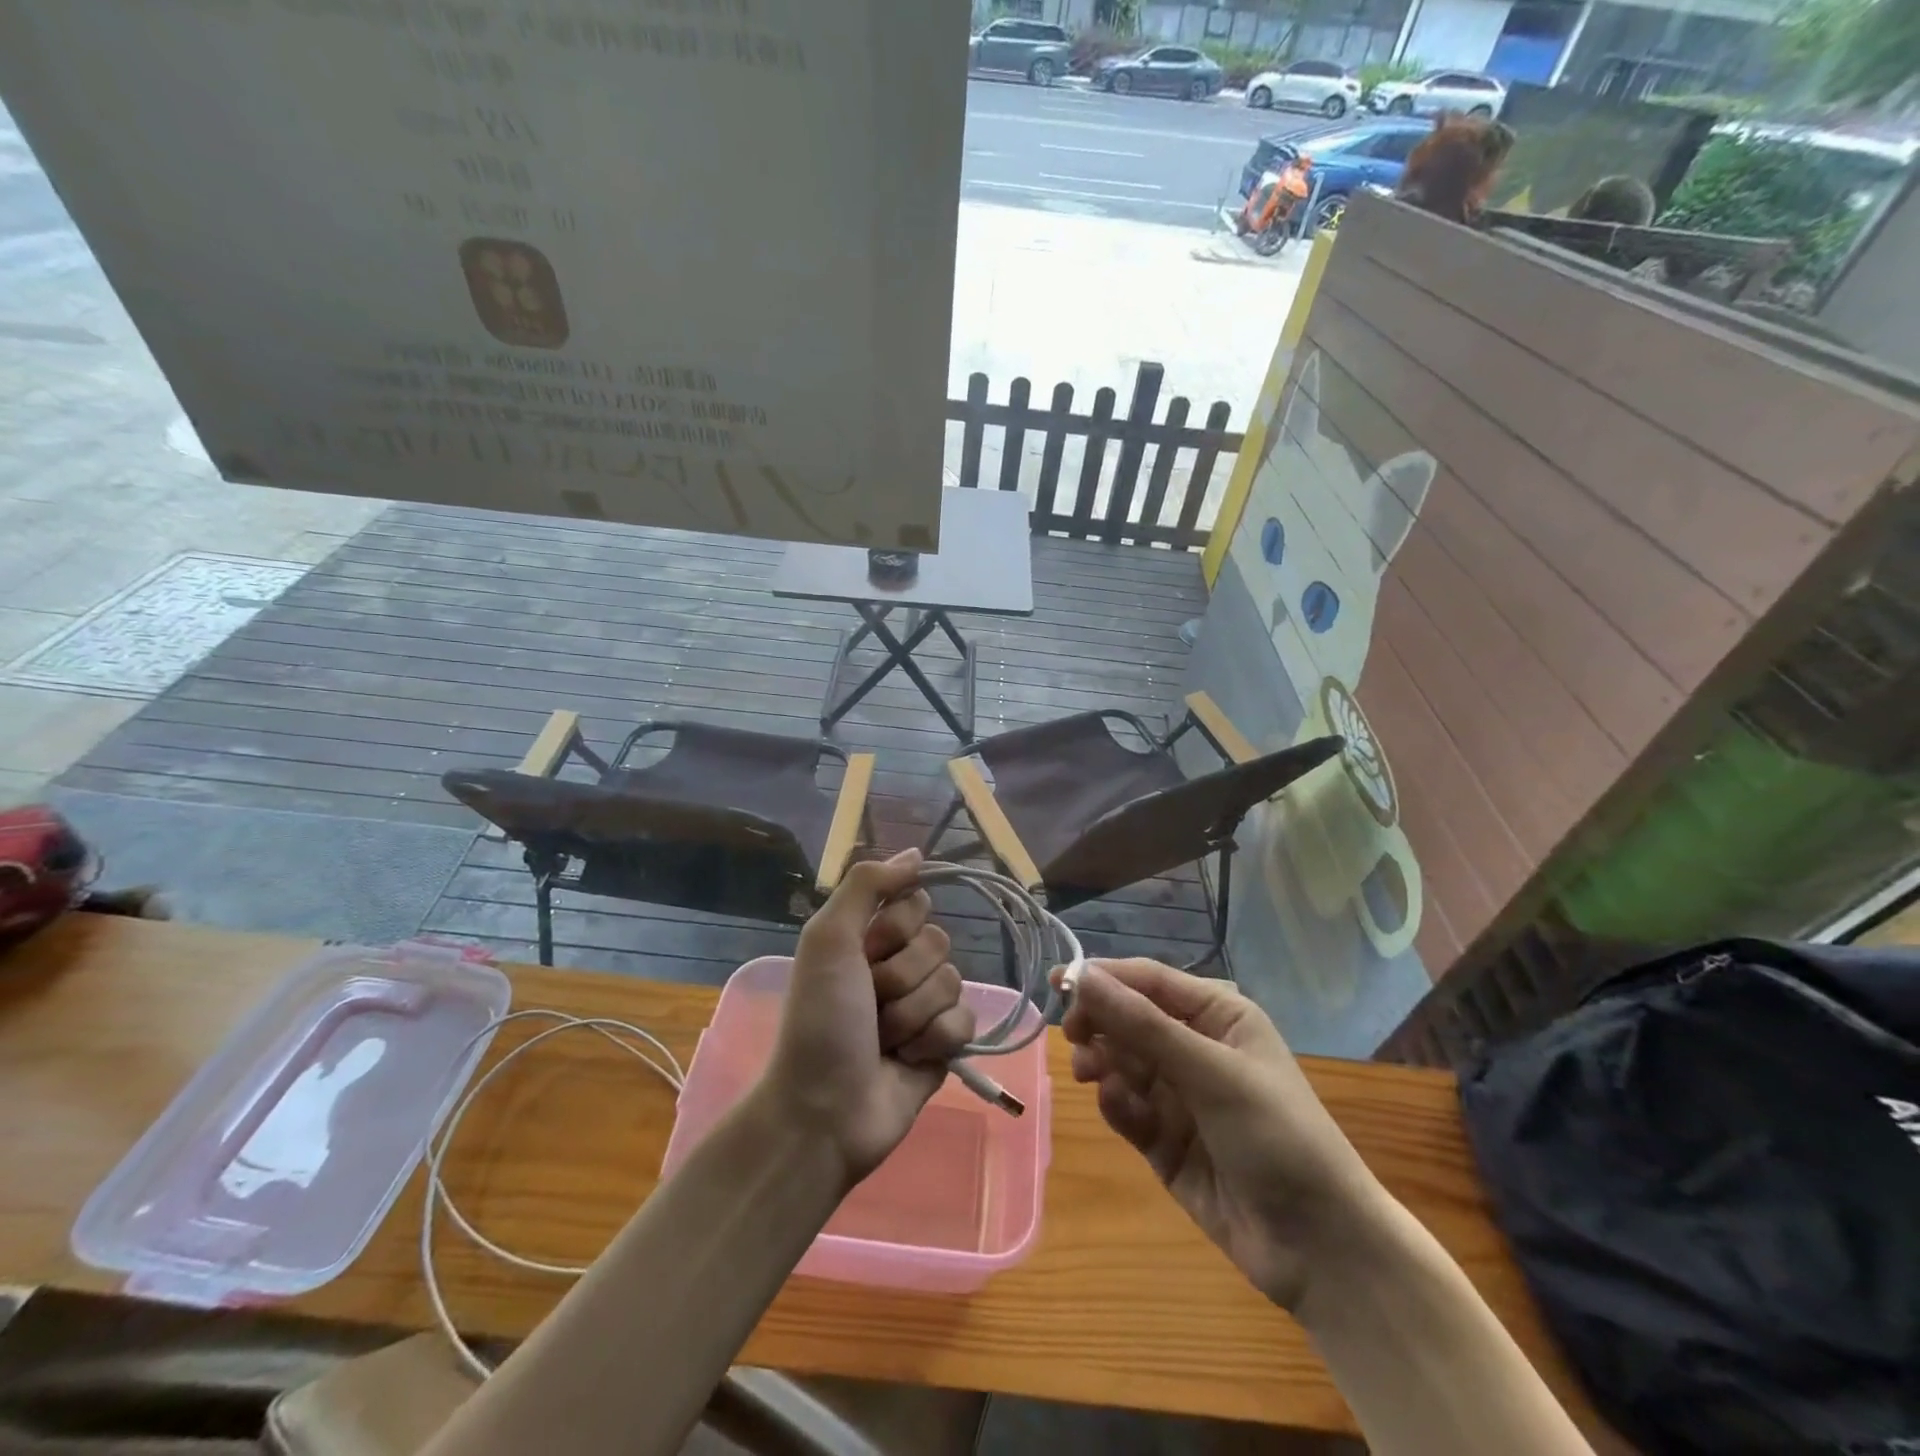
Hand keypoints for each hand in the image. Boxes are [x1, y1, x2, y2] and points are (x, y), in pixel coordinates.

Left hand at [763, 849, 976, 1185]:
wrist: (825, 1111)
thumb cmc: (820, 1020)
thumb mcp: (829, 939)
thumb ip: (866, 885)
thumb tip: (916, 853)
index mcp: (868, 939)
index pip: (916, 904)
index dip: (896, 928)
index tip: (868, 952)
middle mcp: (897, 967)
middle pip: (938, 942)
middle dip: (903, 976)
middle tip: (871, 1004)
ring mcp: (922, 1007)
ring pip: (952, 982)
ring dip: (914, 1013)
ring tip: (884, 1039)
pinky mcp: (942, 1045)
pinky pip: (965, 1021)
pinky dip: (936, 1040)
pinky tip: (908, 1059)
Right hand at [1059, 958, 1387, 1310]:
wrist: (1321, 1248)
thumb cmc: (1276, 1135)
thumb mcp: (1211, 1072)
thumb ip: (1142, 1024)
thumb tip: (1082, 977)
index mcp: (1217, 1016)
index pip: (1148, 980)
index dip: (1103, 977)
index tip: (1058, 982)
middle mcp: (1195, 1047)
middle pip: (1129, 1018)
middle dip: (1100, 1023)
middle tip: (1074, 1037)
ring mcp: (1179, 1095)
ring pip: (1122, 1062)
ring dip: (1102, 1062)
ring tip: (1090, 1074)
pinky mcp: (1165, 1140)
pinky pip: (1127, 1107)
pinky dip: (1117, 1104)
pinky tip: (1120, 1111)